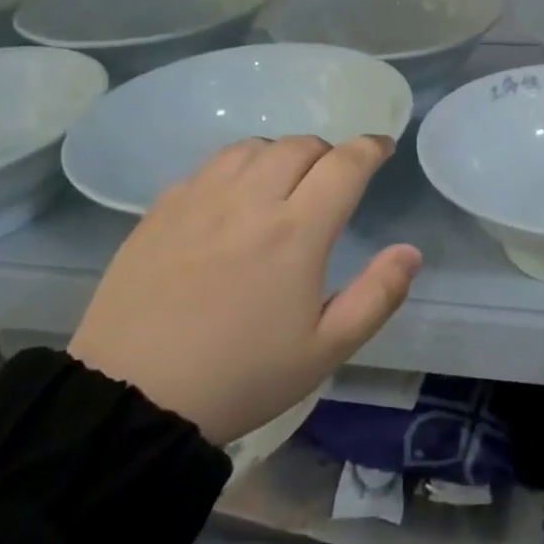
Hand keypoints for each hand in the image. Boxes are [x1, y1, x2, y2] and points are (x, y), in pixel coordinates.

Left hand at [69, 135, 421, 444]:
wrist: (133, 397)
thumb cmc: (242, 376)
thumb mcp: (326, 350)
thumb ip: (377, 295)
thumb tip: (410, 251)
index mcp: (297, 232)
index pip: (345, 165)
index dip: (370, 148)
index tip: (382, 148)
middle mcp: (250, 201)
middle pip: (299, 146)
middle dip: (328, 153)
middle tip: (334, 179)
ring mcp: (200, 200)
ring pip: (252, 147)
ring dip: (281, 154)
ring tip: (285, 182)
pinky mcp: (161, 209)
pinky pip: (209, 165)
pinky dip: (237, 166)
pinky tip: (234, 197)